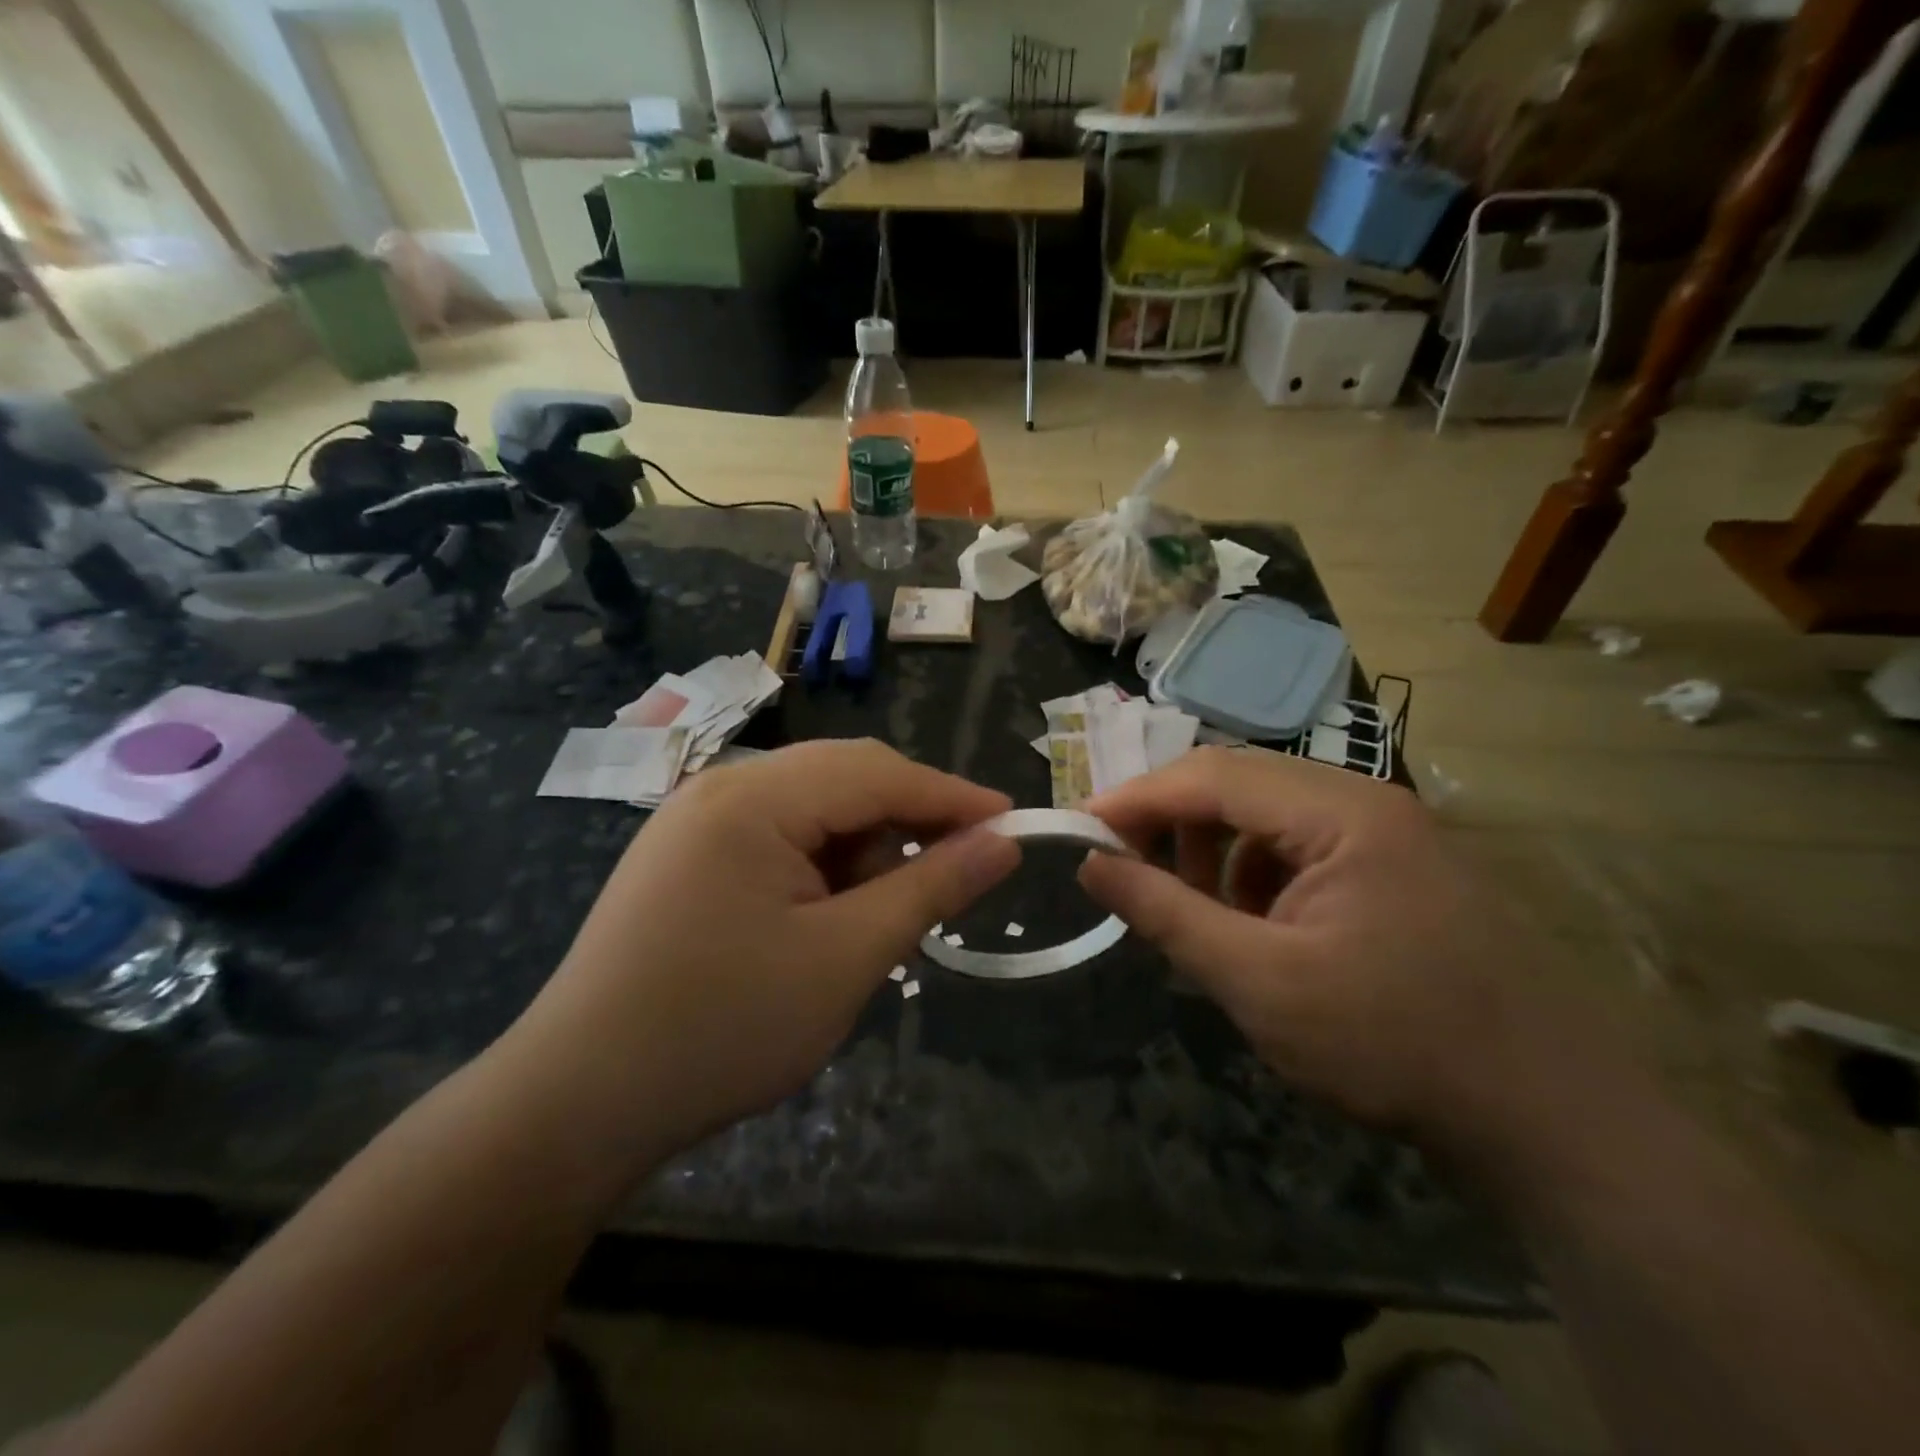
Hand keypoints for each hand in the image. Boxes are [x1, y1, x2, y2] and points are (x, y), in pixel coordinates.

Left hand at [509, 740, 1018, 1158]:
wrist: (578, 1103)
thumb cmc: (723, 1028)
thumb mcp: (846, 958)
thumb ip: (930, 887)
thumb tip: (1002, 842)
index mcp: (754, 797)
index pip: (879, 772)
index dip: (954, 797)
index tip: (1014, 824)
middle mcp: (722, 787)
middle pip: (845, 778)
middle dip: (907, 823)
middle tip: (955, 877)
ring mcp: (697, 819)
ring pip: (813, 808)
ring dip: (862, 851)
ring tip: (879, 919)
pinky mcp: (686, 854)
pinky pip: (778, 836)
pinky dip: (821, 867)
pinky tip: (828, 917)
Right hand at [1078, 748, 1578, 1158]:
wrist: (1547, 1119)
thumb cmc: (1392, 1045)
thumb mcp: (1257, 982)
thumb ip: (1164, 913)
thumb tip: (1091, 864)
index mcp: (1339, 811)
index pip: (1210, 776)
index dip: (1135, 799)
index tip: (1079, 829)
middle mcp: (1363, 801)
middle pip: (1236, 784)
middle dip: (1170, 822)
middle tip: (1122, 869)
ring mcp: (1383, 833)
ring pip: (1263, 814)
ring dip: (1211, 851)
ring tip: (1191, 909)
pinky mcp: (1390, 868)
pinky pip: (1296, 846)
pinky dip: (1252, 875)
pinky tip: (1250, 927)